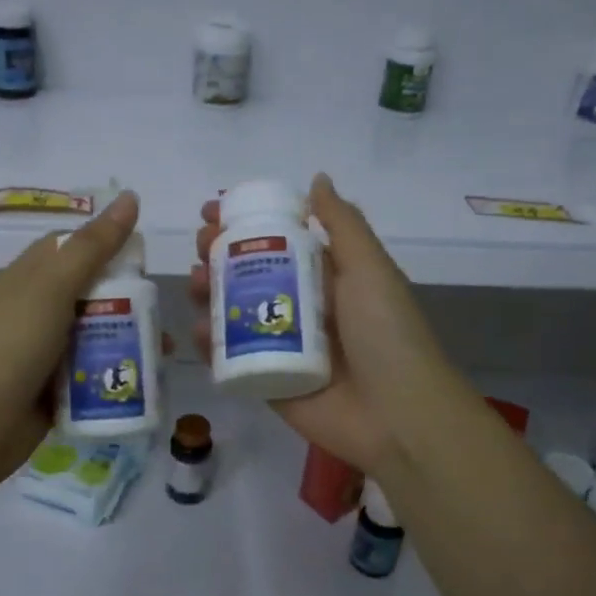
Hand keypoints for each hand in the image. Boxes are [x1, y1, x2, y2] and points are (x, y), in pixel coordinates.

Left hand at [0, 192, 143, 491]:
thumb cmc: (10, 345)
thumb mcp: (52, 287)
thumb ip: (93, 246)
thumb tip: (130, 197)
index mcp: (30, 277)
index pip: (73, 248)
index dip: (109, 245)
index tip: (147, 256)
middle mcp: (38, 311)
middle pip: (92, 294)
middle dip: (130, 301)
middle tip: (165, 312)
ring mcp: (45, 353)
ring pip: (97, 336)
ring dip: (130, 341)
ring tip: (166, 352)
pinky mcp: (55, 391)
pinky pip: (94, 375)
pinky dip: (117, 376)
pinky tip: (148, 382)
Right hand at [190, 173, 465, 474]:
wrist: (398, 415)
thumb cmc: (386, 333)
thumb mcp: (369, 268)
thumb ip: (342, 224)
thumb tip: (317, 179)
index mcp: (328, 278)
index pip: (278, 240)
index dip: (246, 223)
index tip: (214, 210)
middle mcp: (302, 307)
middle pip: (249, 273)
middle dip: (219, 254)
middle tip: (201, 246)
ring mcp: (282, 346)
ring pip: (234, 312)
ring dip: (209, 292)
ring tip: (197, 282)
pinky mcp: (266, 382)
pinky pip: (231, 357)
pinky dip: (210, 341)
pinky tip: (199, 327)